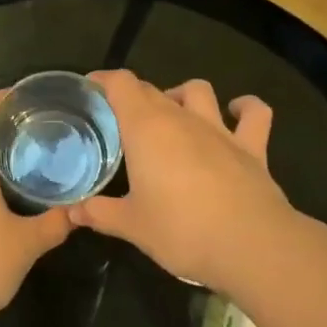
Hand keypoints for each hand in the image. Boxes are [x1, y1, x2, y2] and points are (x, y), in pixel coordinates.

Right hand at [67, 71, 292, 294]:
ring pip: (198, 91)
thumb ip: (99, 214)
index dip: (103, 81)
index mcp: (146, 129)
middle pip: (152, 89)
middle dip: (132, 97)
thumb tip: (73, 212)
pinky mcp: (252, 147)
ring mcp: (220, 130)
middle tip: (118, 120)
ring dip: (181, 95)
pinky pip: (253, 114)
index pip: (121, 85)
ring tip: (171, 113)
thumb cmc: (181, 231)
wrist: (251, 245)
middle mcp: (182, 119)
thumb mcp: (131, 226)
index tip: (89, 90)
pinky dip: (244, 108)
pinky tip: (236, 111)